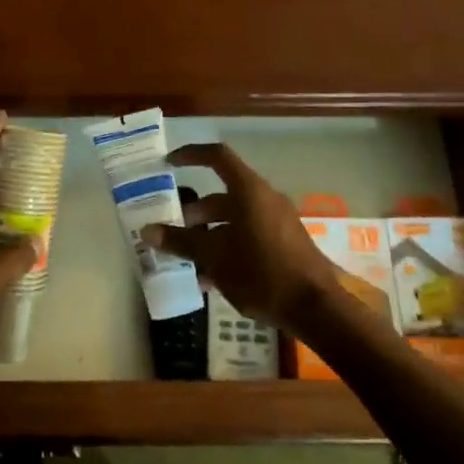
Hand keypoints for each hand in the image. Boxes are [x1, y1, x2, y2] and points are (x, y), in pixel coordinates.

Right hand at [141, 142, 343, 332]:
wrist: (315, 308)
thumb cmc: (262, 273)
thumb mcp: (215, 257)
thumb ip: (181, 242)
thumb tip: (148, 231)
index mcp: (249, 192)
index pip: (217, 157)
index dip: (191, 155)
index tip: (169, 163)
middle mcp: (264, 200)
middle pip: (222, 195)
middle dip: (194, 211)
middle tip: (171, 228)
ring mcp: (277, 222)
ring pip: (234, 219)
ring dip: (209, 234)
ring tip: (186, 258)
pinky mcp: (284, 244)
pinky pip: (248, 236)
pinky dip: (228, 248)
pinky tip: (211, 278)